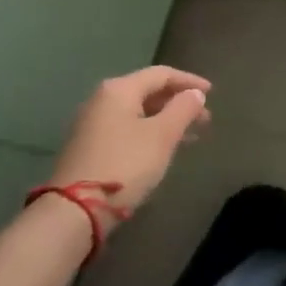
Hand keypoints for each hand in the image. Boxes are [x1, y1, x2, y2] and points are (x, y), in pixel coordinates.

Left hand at [43, 67, 211, 233]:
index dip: (189, 81)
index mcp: (119, 89)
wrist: (74, 211)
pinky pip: (126, 128)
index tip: (211, 93)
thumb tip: (195, 93)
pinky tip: (162, 149)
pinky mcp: (87, 146)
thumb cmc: (124, 165)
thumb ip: (183, 109)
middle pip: (148, 91)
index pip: (161, 74)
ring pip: (138, 112)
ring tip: (189, 136)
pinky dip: (149, 132)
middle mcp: (102, 99)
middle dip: (178, 103)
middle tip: (204, 119)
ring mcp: (92, 123)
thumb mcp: (162, 136)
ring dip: (165, 120)